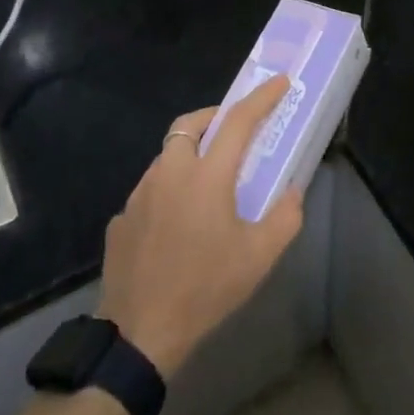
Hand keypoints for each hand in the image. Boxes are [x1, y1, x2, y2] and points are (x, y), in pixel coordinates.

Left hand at [97, 75, 302, 378]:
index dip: (261, 98)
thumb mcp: (259, 257)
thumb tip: (292, 191)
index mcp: (206, 176)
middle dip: (214, 117)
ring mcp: (139, 195)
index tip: (280, 82)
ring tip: (209, 182)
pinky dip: (169, 189)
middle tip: (234, 131)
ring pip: (166, 156)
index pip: (238, 122)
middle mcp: (169, 174)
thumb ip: (285, 217)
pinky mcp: (121, 218)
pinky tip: (178, 223)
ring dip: (190, 154)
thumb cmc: (206, 289)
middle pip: (189, 125)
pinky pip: (150, 190)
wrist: (141, 332)